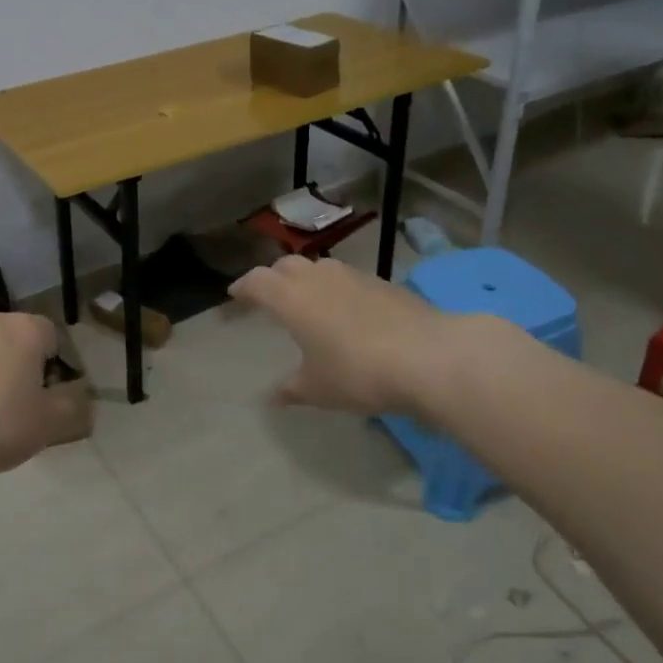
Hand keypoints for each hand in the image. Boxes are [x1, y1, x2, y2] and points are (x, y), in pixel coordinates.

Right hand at [229, 255, 463, 414]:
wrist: (428, 356)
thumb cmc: (358, 372)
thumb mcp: (318, 388)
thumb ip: (292, 389)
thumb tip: (274, 397)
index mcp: (291, 298)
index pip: (256, 281)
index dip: (243, 287)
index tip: (234, 296)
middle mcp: (317, 277)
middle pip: (285, 266)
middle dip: (272, 277)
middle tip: (268, 296)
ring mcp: (353, 276)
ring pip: (319, 267)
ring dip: (306, 279)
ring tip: (307, 301)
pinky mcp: (383, 282)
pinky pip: (347, 279)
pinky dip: (336, 289)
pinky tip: (346, 312)